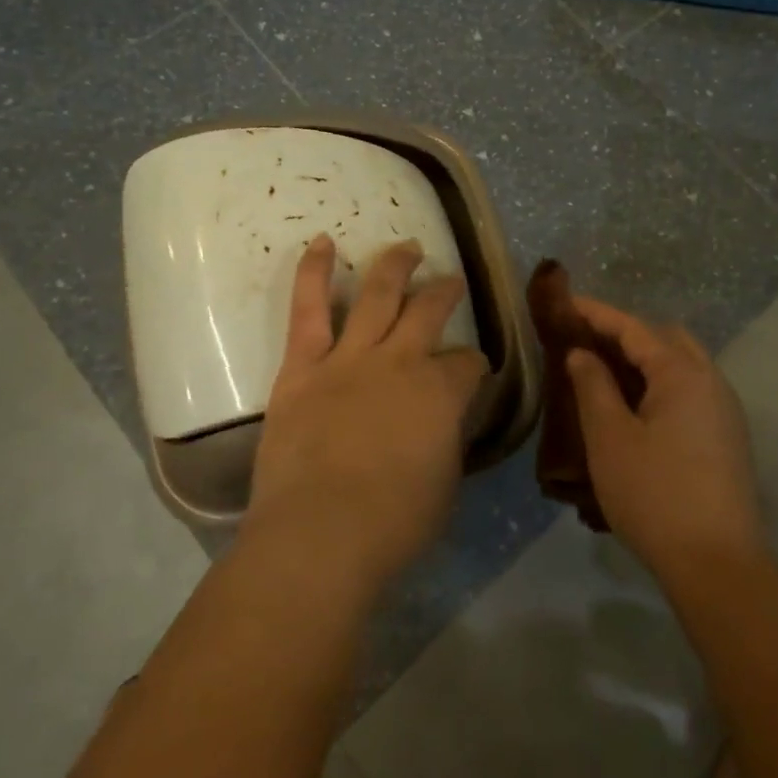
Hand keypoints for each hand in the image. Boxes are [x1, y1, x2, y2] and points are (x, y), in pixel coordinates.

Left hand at [245, 235, 487, 591]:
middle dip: (444, 292)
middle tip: (450, 281)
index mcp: (441, 392)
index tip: (471, 372)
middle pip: (430, 311)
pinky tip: (322, 242)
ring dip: (395, 265)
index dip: (473, 364)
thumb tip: (441, 423)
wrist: (320, 535)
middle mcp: (401, 361)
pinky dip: (314, 272)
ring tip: (407, 246)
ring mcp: (350, 358)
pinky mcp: (303, 366)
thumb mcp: (444, 485)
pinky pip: (309, 309)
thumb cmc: (392, 526)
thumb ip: (446, 441)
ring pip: (378, 294)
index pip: (468, 362)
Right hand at [566, 298, 762, 579]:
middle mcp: (711, 381)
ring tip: (606, 371)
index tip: (566, 303)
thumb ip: (593, 386)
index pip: (634, 328)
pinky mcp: (727, 437)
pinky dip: (660, 382)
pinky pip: (690, 389)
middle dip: (626, 332)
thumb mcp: (609, 438)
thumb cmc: (654, 495)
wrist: (717, 564)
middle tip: (587, 341)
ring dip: (645, 358)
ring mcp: (724, 410)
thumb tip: (581, 354)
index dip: (597, 313)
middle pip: (665, 338)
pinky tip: (636, 406)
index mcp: (682, 373)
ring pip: (682, 364)